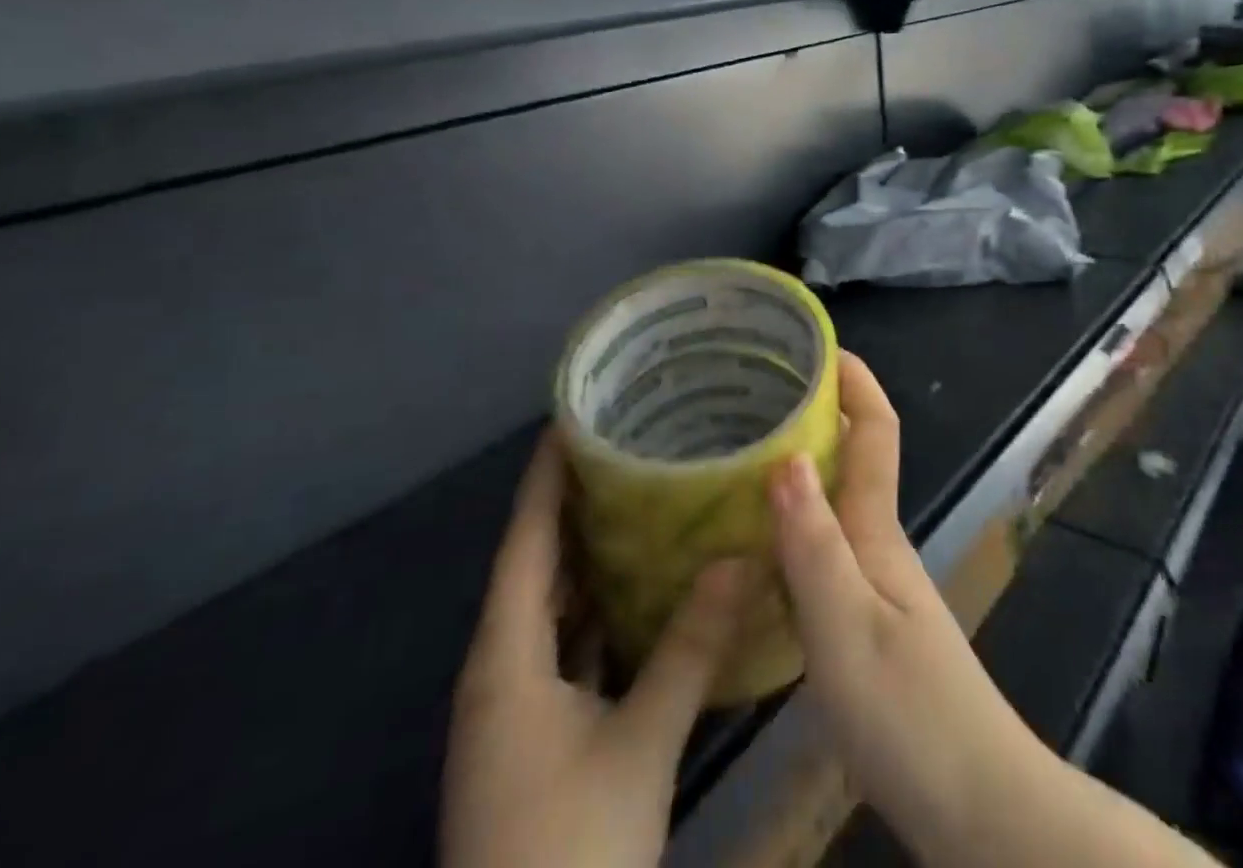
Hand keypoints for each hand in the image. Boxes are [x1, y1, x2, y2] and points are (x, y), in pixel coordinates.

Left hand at [442, 431, 748, 867]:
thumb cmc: (567, 850)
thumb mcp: (639, 745)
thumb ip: (689, 647)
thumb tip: (740, 557)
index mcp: (506, 656)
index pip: (525, 540)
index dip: (546, 477)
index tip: (574, 417)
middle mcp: (501, 669)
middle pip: (535, 565)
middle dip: (574, 504)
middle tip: (627, 446)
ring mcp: (516, 706)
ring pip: (551, 607)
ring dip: (588, 556)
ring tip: (640, 497)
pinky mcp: (536, 736)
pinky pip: (566, 646)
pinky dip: (597, 609)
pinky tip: (639, 590)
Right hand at [766, 352, 1043, 861]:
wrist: (976, 804)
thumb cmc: (909, 711)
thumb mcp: (846, 627)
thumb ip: (814, 544)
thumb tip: (786, 454)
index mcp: (878, 529)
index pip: (877, 428)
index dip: (854, 378)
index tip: (814, 342)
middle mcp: (878, 541)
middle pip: (852, 454)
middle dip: (813, 411)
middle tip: (750, 394)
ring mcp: (876, 580)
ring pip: (834, 499)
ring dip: (798, 465)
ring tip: (739, 452)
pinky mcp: (866, 618)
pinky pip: (825, 544)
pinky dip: (793, 521)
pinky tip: (756, 540)